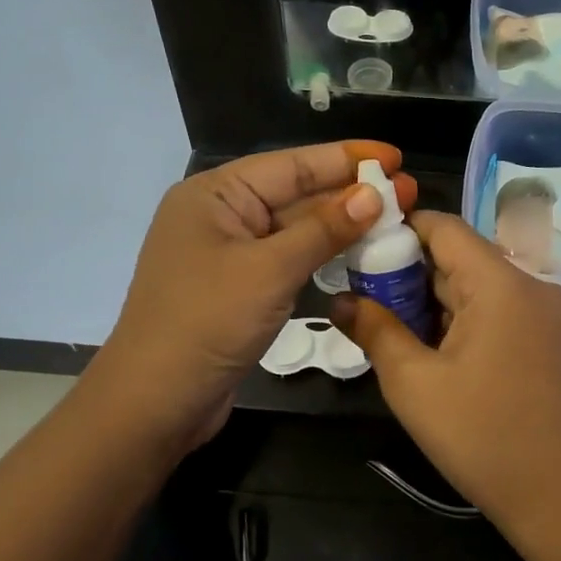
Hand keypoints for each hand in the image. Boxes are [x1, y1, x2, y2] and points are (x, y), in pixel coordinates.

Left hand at [93, 141, 417, 458]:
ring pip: (294, 229)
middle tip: (406, 192)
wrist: (155, 403)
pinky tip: (357, 253)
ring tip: (392, 220)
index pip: (291, 164)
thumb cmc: (207, 323)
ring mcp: (228, 254)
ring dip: (340, 226)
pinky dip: (321, 256)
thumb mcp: (270, 270)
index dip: (346, 158)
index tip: (394, 157)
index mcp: (215, 194)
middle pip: (294, 193)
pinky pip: (286, 259)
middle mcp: (220, 215)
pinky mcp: (238, 288)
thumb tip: (372, 195)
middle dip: (349, 193)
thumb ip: (324, 229)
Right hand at [332, 212, 560, 560]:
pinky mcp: (553, 343)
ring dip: (434, 303)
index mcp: (501, 282)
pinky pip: (500, 314)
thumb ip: (375, 331)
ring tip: (386, 327)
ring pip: (479, 289)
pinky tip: (431, 352)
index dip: (397, 230)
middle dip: (408, 274)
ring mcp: (548, 315)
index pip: (443, 227)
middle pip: (460, 258)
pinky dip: (463, 323)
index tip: (357, 250)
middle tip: (360, 297)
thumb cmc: (486, 439)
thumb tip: (339, 300)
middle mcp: (531, 285)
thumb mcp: (415, 385)